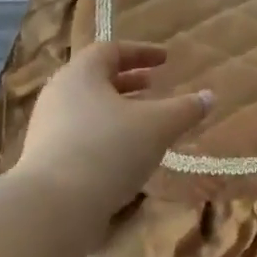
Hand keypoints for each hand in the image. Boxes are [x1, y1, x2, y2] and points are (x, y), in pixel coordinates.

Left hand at [15, 42, 212, 217]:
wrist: (55, 205)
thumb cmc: (109, 150)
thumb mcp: (158, 127)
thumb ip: (185, 110)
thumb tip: (209, 96)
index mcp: (81, 75)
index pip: (110, 50)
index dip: (141, 52)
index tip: (165, 59)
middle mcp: (59, 94)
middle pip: (95, 79)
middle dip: (128, 81)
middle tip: (154, 86)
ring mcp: (48, 127)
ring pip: (88, 108)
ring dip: (117, 110)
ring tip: (144, 123)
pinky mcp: (46, 158)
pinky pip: (81, 134)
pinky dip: (106, 135)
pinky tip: (125, 155)